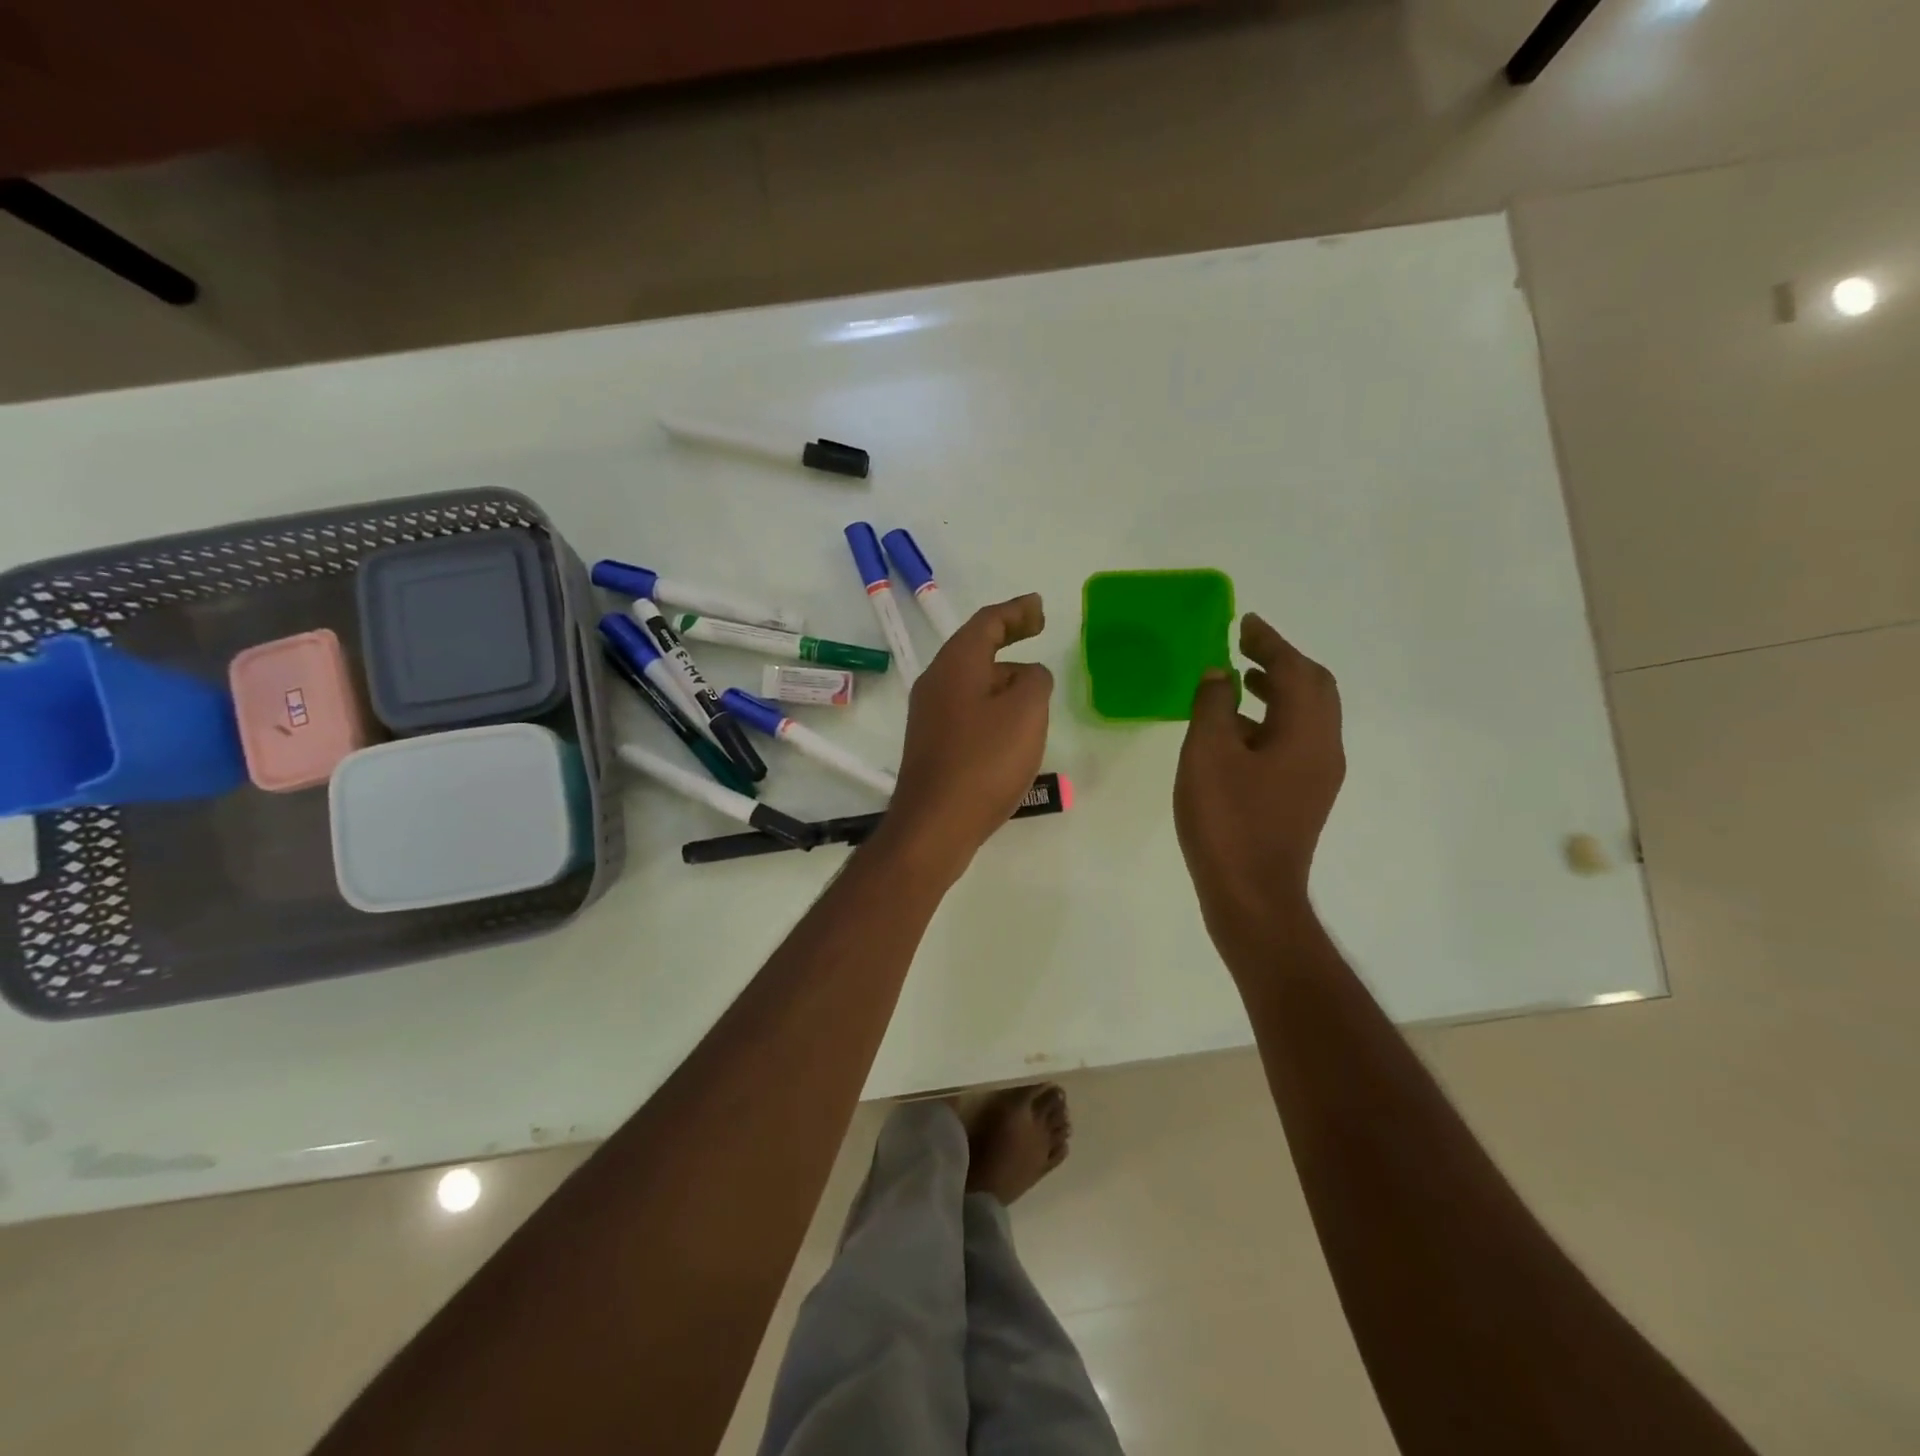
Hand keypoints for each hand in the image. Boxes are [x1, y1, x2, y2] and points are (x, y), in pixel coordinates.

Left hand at [884, 594, 1053, 878]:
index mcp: (956, 665)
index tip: (1039, 608)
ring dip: (1002, 676)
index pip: (987, 622)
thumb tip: (1027, 675)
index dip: (1016, 611)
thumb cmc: (984, 762)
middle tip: (1037, 632)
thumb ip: (1035, 681)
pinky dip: (991, 704)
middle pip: (975, 648)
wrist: (935, 824)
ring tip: (1034, 687)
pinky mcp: (932, 744)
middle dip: (1007, 638)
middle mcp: (936, 682)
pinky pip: (967, 709)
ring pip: (971, 681)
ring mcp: (929, 715)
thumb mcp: (1026, 712)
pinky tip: (1010, 727)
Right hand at [1174, 614, 1344, 947]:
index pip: (1295, 670)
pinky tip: (1235, 730)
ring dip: (1276, 689)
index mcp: (1307, 732)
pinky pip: (1293, 741)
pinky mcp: (1301, 797)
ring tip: (1238, 678)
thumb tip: (1220, 673)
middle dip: (1280, 661)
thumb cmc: (1228, 821)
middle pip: (1313, 689)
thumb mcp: (1208, 754)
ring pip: (1304, 717)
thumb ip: (1213, 705)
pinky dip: (1269, 720)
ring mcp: (1316, 776)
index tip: (1245, 621)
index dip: (1270, 641)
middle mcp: (1323, 748)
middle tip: (1244, 644)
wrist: (1251, 896)